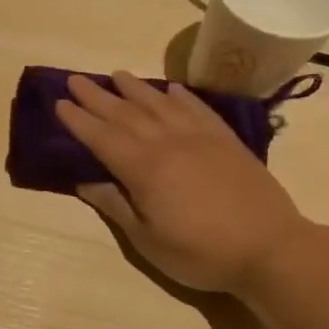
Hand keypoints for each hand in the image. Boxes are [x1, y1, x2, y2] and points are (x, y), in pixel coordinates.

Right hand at [55, 71, 303, 292]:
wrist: (269, 248)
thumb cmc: (200, 253)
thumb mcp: (147, 240)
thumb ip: (115, 206)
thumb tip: (84, 181)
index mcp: (145, 169)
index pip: (103, 137)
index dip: (79, 120)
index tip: (59, 103)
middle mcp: (169, 143)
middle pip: (126, 114)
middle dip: (98, 97)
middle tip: (76, 80)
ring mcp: (201, 138)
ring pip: (160, 104)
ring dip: (134, 88)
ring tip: (116, 75)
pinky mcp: (227, 141)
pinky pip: (197, 108)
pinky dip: (179, 95)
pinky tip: (169, 89)